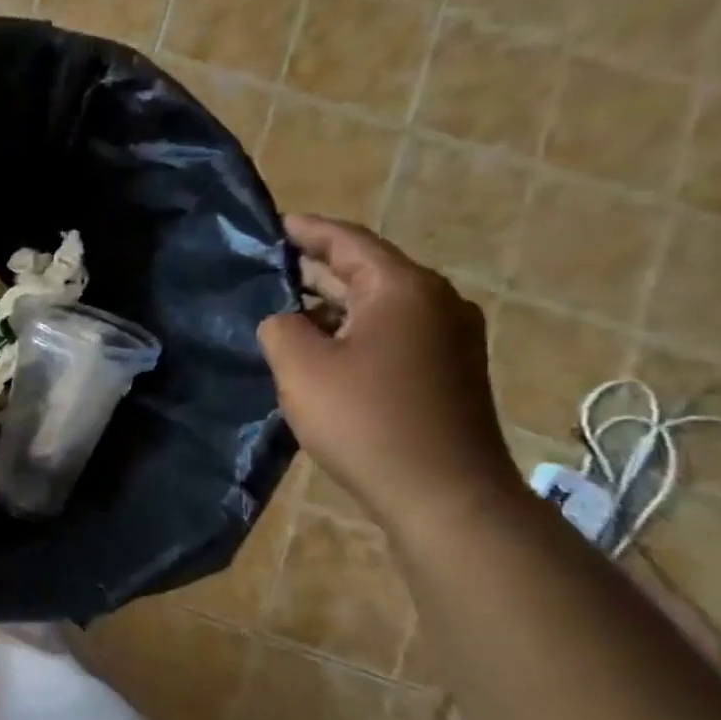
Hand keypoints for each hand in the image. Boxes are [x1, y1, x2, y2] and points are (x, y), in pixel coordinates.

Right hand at [257, 215, 517, 534]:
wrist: (445, 494)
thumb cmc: (366, 419)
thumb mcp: (301, 367)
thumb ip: (280, 327)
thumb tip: (286, 321)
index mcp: (403, 288)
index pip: (348, 241)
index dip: (307, 231)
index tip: (273, 225)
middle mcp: (436, 301)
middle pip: (367, 270)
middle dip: (316, 268)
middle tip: (270, 268)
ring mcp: (450, 337)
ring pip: (380, 305)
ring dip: (334, 304)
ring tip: (287, 310)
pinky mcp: (450, 370)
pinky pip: (394, 333)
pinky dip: (355, 330)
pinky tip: (324, 350)